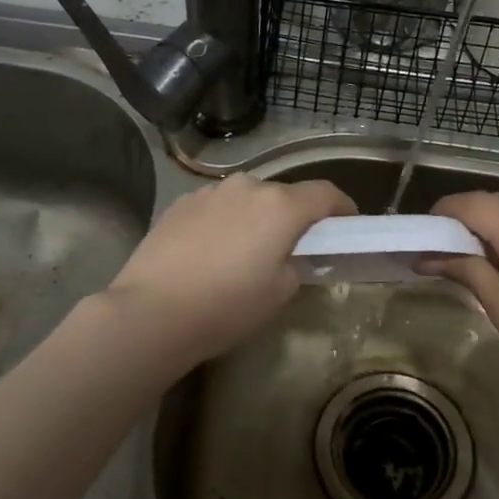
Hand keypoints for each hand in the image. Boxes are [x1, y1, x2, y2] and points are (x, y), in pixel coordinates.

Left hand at [100, 174, 353, 366]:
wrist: (151, 312)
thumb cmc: (227, 306)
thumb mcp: (279, 292)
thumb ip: (295, 263)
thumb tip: (288, 254)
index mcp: (280, 206)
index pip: (325, 193)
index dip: (343, 207)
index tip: (348, 224)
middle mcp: (247, 187)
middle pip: (284, 194)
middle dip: (295, 215)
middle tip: (294, 246)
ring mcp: (209, 192)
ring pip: (247, 198)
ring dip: (256, 216)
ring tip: (247, 250)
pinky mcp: (180, 204)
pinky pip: (217, 207)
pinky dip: (226, 221)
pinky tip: (213, 251)